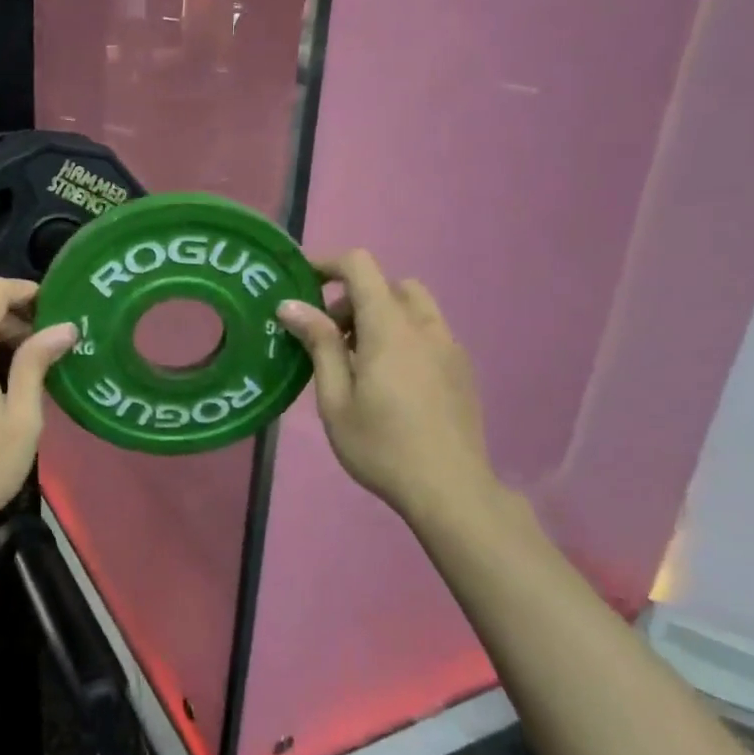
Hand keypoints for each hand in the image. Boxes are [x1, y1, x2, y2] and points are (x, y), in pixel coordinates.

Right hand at [277, 250, 506, 531]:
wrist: (451, 490)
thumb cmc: (381, 446)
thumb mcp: (336, 399)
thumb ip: (318, 345)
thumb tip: (291, 305)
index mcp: (390, 328)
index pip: (361, 267)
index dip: (328, 264)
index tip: (303, 283)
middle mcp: (425, 326)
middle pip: (388, 285)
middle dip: (354, 298)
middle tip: (330, 338)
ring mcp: (449, 347)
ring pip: (413, 306)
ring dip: (381, 315)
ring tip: (361, 360)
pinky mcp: (462, 369)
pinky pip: (429, 332)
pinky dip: (403, 335)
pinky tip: (391, 381)